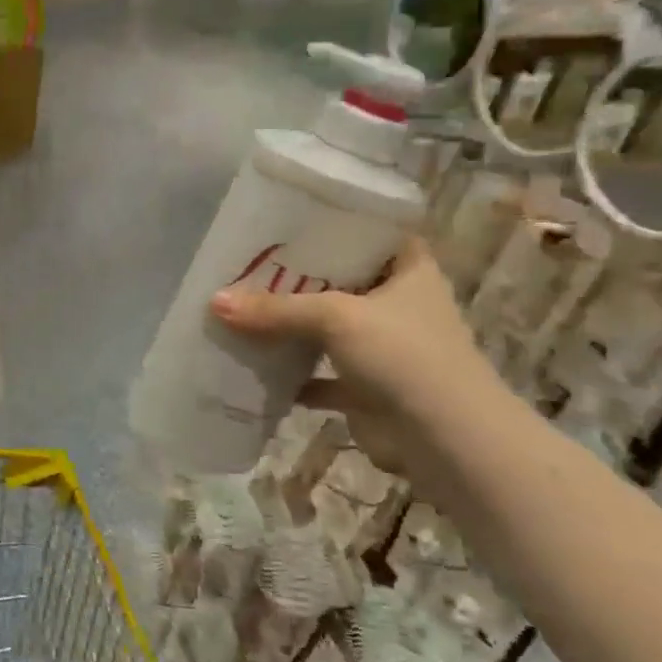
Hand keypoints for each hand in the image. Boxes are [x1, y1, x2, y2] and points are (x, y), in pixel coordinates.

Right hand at [210, 238, 501, 477]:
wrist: (446, 441)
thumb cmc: (403, 356)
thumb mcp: (335, 318)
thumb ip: (276, 308)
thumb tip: (215, 302)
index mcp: (409, 272)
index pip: (374, 234)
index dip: (336, 224)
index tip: (290, 220)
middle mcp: (399, 306)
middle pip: (341, 282)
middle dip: (297, 279)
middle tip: (248, 264)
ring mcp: (384, 349)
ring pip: (327, 330)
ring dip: (291, 327)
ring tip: (242, 309)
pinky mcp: (367, 390)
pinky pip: (319, 376)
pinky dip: (291, 376)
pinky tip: (253, 368)